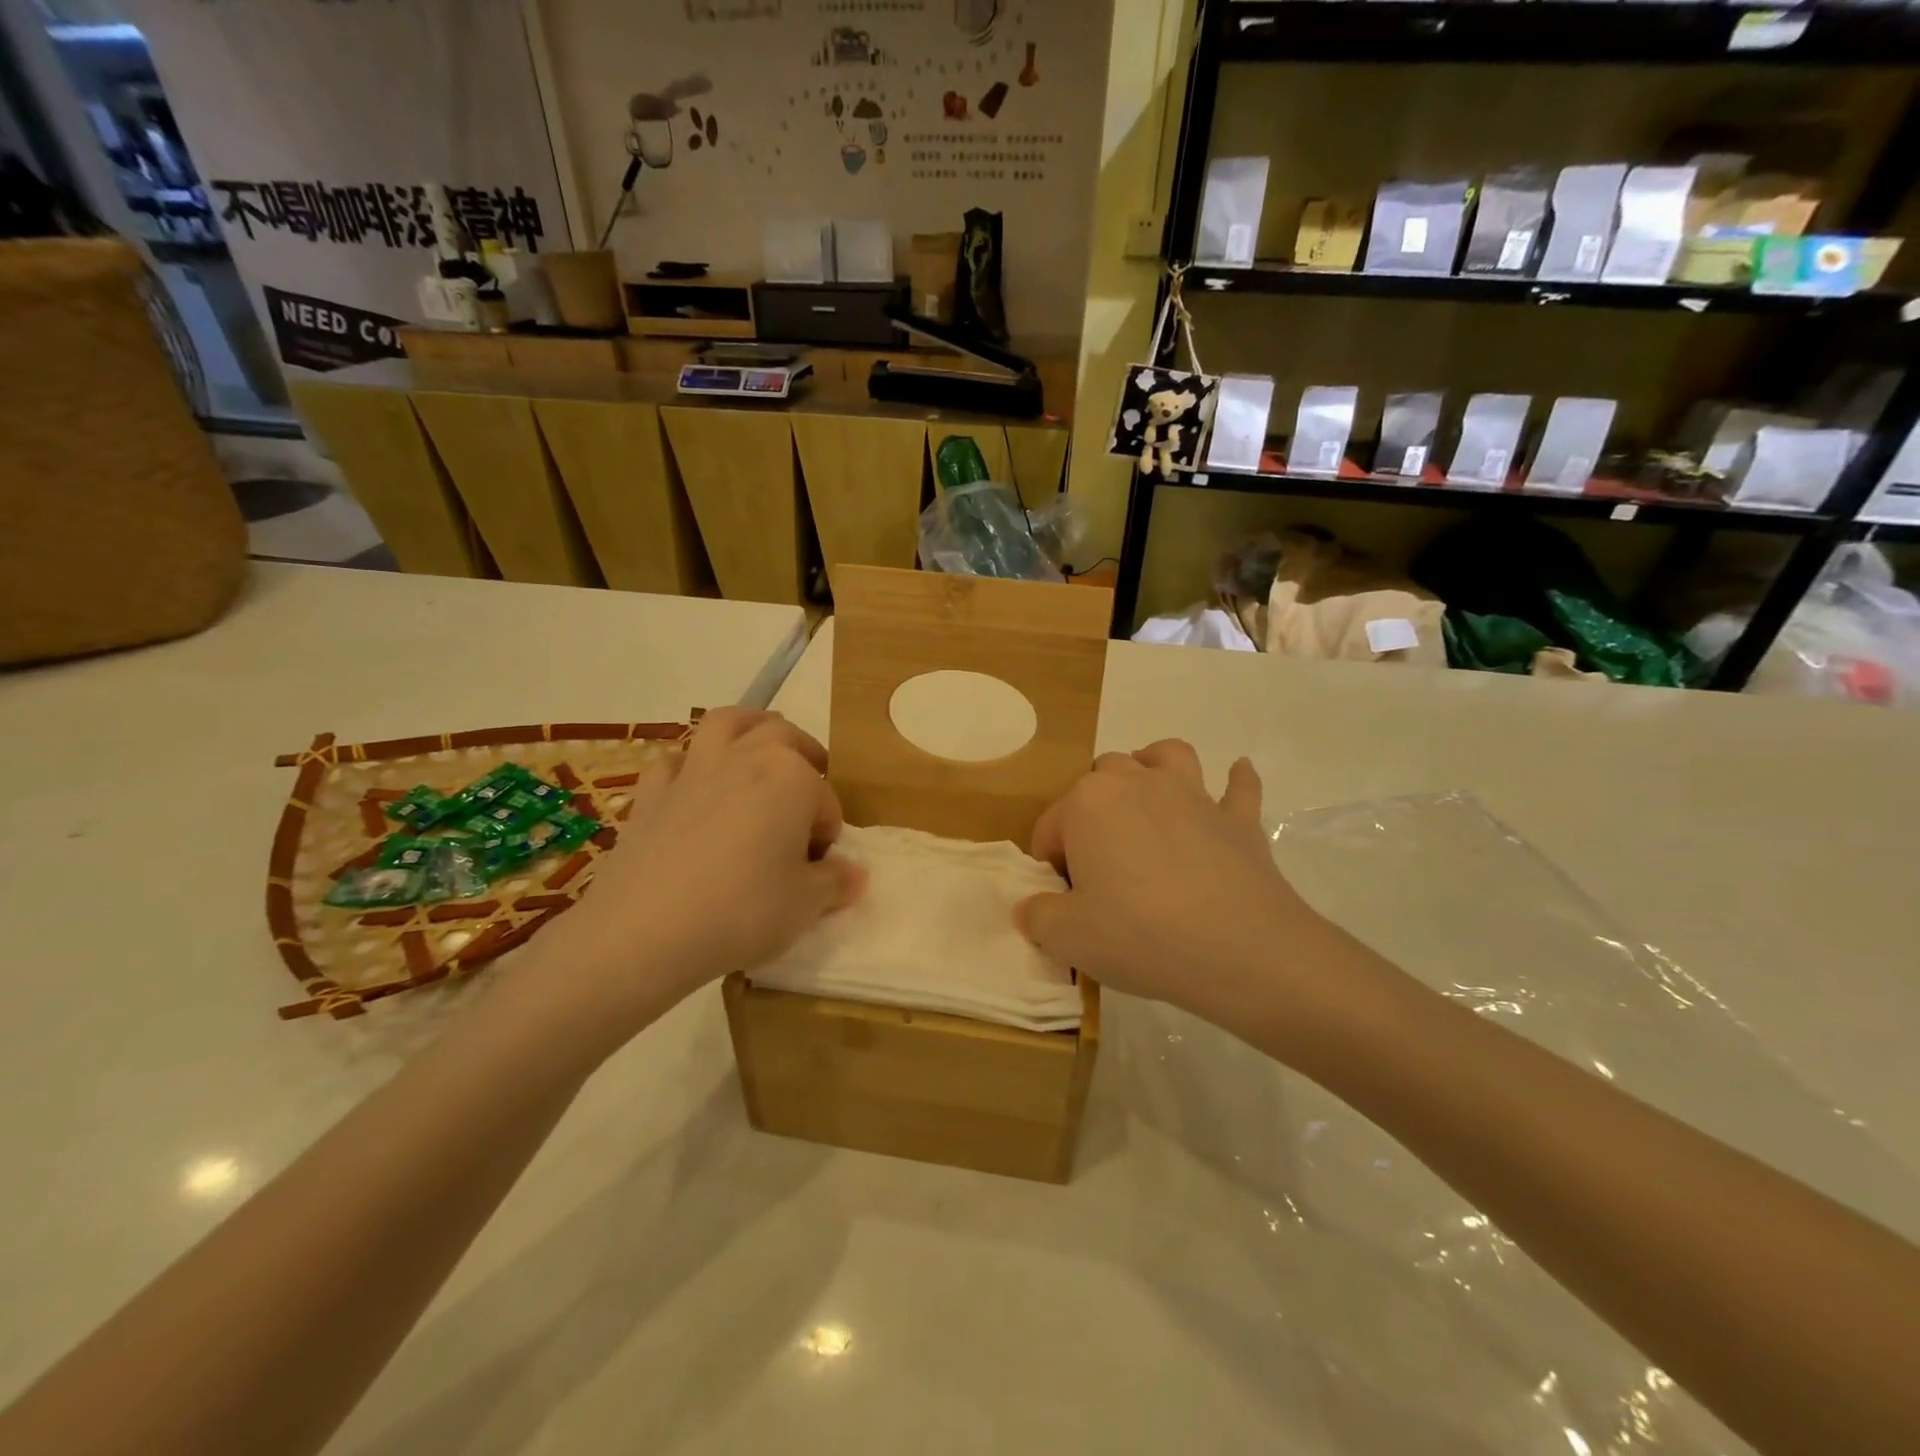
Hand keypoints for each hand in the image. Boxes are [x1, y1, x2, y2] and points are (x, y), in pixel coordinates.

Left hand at [531, 708, 863, 1030]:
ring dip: (747, 729)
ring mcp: (693, 769)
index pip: (825, 799)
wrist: (645, 930)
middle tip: (807, 790)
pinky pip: (674, 762)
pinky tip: (693, 789)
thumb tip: (853, 873)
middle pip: (782, 736)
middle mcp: (744, 757)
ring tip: (757, 752)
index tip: (819, 866)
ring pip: (725, 724)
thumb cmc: (742, 910)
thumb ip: (836, 882)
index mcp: (791, 776)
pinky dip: (689, 766)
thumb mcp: (806, 905)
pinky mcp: (651, 792)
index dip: (827, 832)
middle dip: (803, 756)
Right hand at [1017, 741, 1330, 1035]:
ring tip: (1149, 791)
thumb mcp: (1068, 937)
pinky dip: (1236, 782)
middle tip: (1099, 862)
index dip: (1050, 862)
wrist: (1241, 951)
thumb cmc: (1141, 935)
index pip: (1051, 826)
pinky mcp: (1238, 819)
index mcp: (1089, 803)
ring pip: (1166, 757)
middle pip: (1103, 778)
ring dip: (1154, 766)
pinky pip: (1239, 788)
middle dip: (1093, 809)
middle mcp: (1138, 783)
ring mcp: (1194, 796)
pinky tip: (1236, 778)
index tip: (1062, 900)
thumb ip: (1038, 916)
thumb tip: (1032, 907)